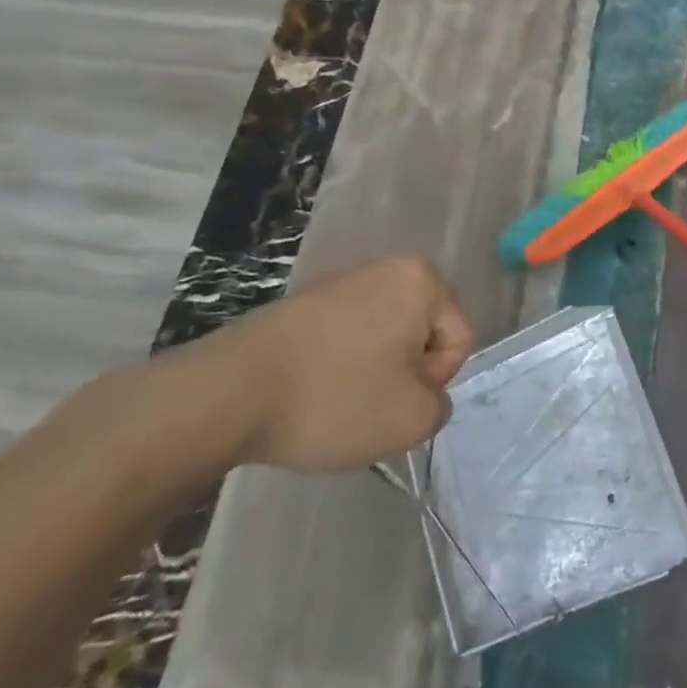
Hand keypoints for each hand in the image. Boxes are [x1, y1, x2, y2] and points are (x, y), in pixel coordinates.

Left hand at [204, 257, 475, 474]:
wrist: (227, 393)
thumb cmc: (333, 398)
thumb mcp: (409, 421)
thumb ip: (439, 407)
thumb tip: (424, 396)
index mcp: (421, 280)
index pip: (459, 336)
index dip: (436, 380)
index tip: (397, 402)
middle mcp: (385, 266)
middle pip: (420, 331)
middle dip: (404, 372)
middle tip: (371, 406)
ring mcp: (339, 280)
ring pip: (381, 334)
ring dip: (371, 370)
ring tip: (336, 403)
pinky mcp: (301, 301)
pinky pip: (342, 335)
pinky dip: (337, 364)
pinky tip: (309, 393)